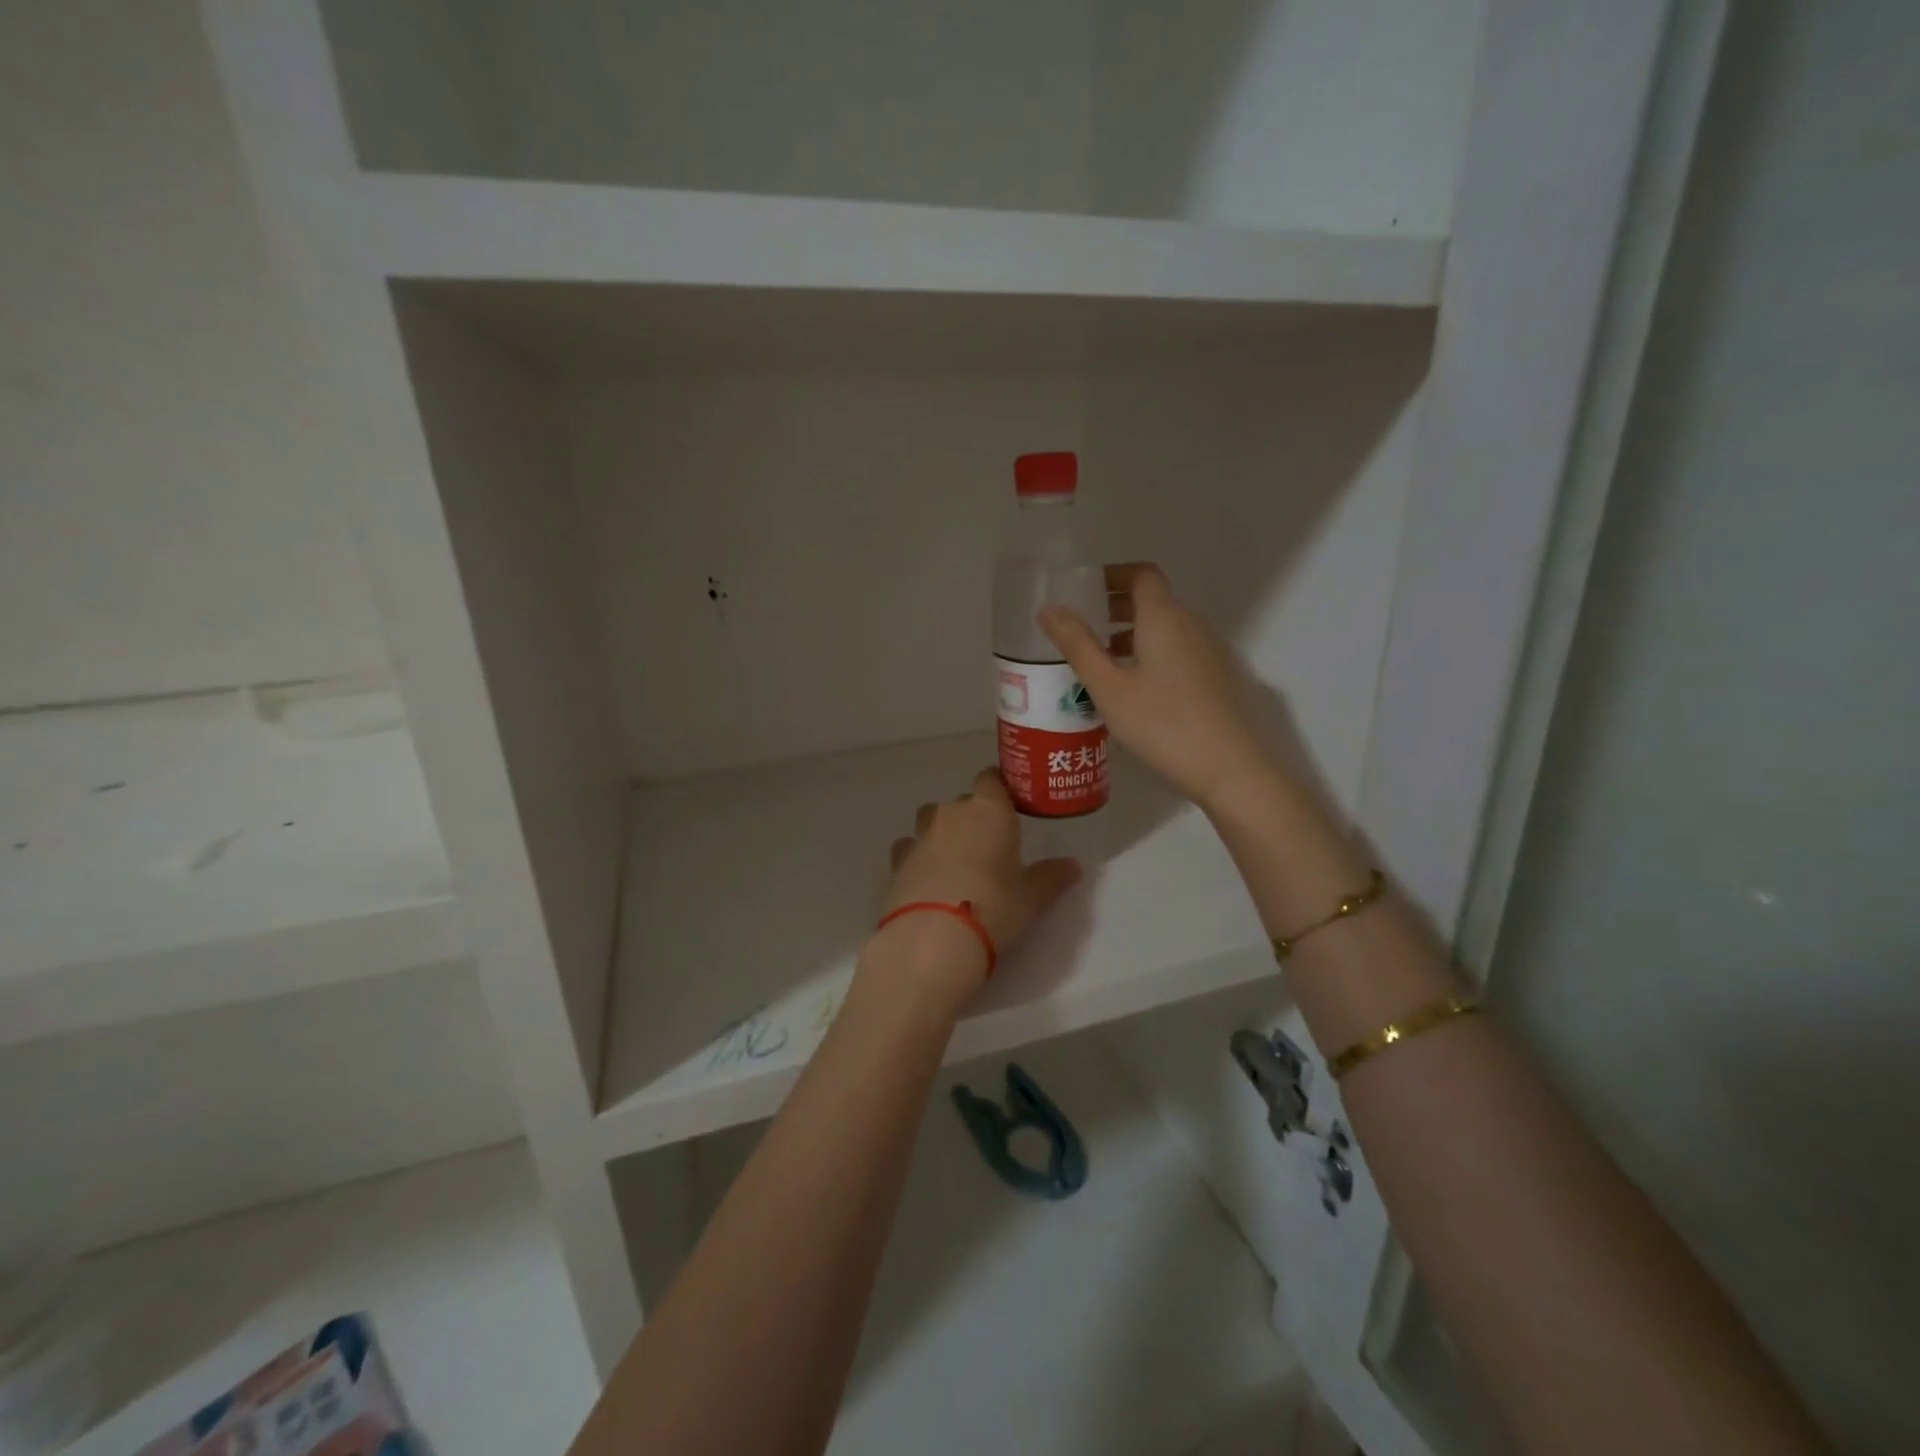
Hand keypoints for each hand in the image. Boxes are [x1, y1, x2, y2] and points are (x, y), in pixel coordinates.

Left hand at [870, 768, 1080, 1004]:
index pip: (991, 778)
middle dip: (973, 819)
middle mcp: (952, 812)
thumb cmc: (994, 906)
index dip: (998, 789)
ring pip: (931, 820)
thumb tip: (1074, 866)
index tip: (1008, 806)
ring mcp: (920, 834)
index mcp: (989, 810)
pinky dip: (917, 856)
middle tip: (988, 848)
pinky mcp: (897, 860)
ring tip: (955, 863)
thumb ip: (1052, 876)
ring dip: (942, 833)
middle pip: (963, 803)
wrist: (934, 937)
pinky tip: (926, 878)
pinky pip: (909, 847)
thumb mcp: (1032, 896)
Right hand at [1040, 562, 1275, 810]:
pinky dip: (1150, 655)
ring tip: (1100, 664)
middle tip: (1083, 630)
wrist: (1228, 768)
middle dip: (1116, 609)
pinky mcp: (1215, 679)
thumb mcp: (1108, 687)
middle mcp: (1191, 626)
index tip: (1085, 591)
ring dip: (1132, 636)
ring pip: (1165, 630)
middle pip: (1153, 602)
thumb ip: (1078, 646)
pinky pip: (1177, 652)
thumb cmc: (1162, 723)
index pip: (1142, 575)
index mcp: (1164, 618)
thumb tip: (1049, 609)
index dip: (1113, 576)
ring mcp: (1208, 653)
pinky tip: (1132, 691)